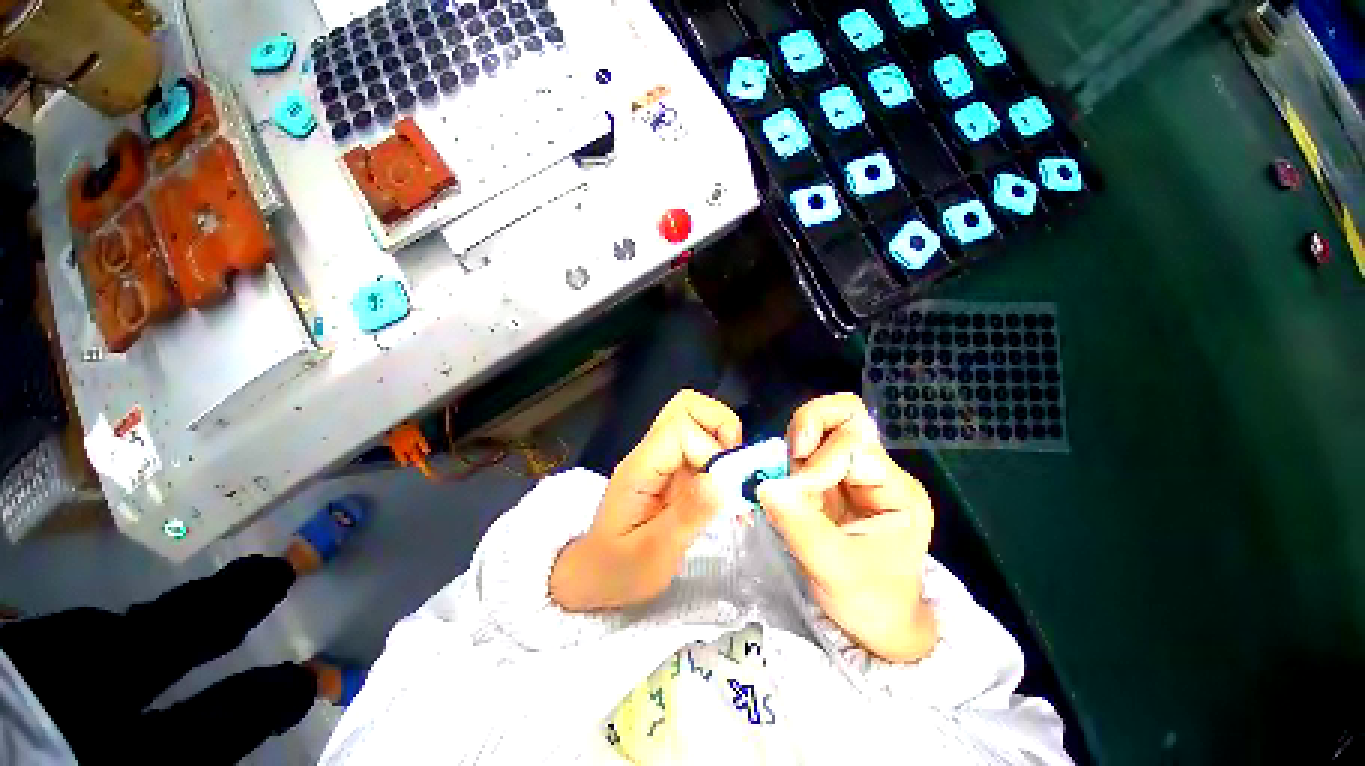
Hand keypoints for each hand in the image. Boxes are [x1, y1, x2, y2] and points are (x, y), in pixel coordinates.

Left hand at [551, 390, 741, 611]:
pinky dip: (722, 454)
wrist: (594, 575)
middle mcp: (650, 452)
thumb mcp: (652, 556)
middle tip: (735, 465)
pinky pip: (701, 442)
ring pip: (696, 417)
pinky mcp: (672, 467)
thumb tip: (722, 481)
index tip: (725, 486)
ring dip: (723, 438)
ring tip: (734, 475)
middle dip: (721, 425)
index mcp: (640, 467)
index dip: (710, 448)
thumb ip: (686, 517)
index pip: (679, 428)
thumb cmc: (617, 570)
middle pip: (686, 405)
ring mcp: (661, 457)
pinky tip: (727, 486)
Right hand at [757, 394, 937, 662]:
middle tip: (793, 458)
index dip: (822, 460)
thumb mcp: (836, 571)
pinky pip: (804, 451)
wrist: (876, 623)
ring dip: (796, 444)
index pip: (856, 444)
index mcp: (895, 489)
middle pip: (845, 414)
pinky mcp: (827, 480)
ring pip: (820, 425)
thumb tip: (765, 485)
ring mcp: (850, 472)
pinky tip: (783, 486)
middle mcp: (875, 471)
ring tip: (788, 480)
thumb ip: (800, 526)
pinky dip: (787, 459)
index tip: (799, 491)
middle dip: (810, 428)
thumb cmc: (870, 601)